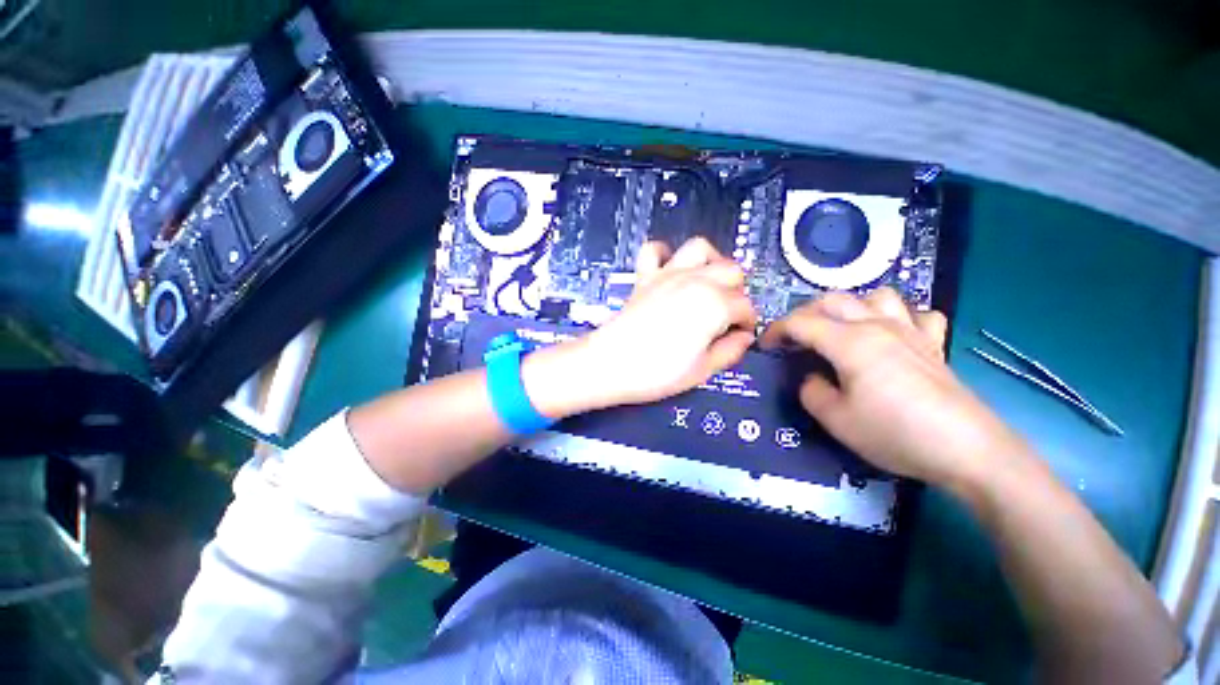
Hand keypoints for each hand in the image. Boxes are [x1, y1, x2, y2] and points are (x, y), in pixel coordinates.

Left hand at [533, 238, 755, 412]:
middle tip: (726, 316)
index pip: (745, 306)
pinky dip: (664, 253)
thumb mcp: (703, 370)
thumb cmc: (657, 372)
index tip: (739, 336)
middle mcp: (696, 280)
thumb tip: (744, 338)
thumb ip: (731, 351)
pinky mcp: (644, 277)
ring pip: (700, 248)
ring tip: (708, 284)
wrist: (610, 364)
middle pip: (732, 271)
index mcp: (715, 304)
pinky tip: (669, 269)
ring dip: (710, 262)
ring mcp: (668, 274)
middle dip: (736, 292)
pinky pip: (654, 250)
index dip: (747, 323)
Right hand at [760, 288, 1024, 489]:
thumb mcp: (835, 420)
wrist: (968, 450)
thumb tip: (813, 378)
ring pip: (875, 296)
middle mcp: (878, 326)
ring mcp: (910, 331)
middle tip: (794, 338)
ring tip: (841, 329)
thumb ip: (811, 391)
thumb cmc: (895, 434)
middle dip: (804, 314)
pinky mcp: (934, 344)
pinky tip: (894, 335)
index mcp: (850, 342)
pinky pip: (917, 315)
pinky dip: (900, 318)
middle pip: (832, 300)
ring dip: (850, 307)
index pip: (800, 322)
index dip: (776, 330)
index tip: (765, 346)